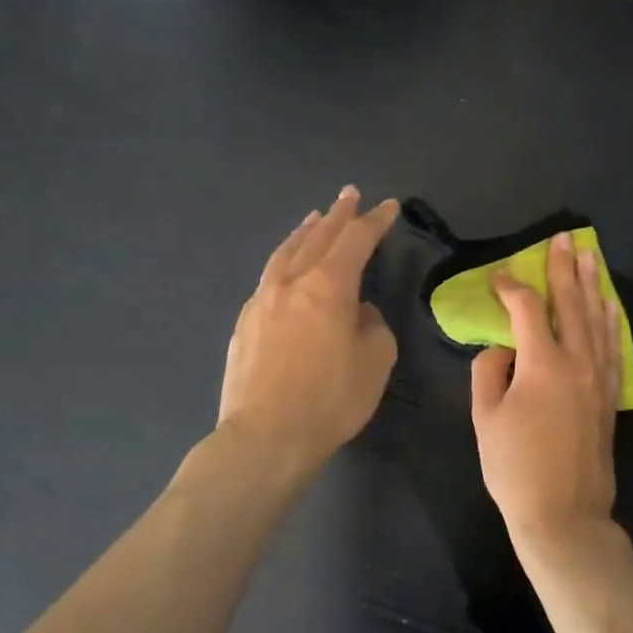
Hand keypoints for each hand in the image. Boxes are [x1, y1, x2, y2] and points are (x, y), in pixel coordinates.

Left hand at [219, 186, 399, 477]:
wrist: (265, 436)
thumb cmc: (330, 400)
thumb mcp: (375, 362)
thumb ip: (372, 326)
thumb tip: (358, 312)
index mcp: (329, 286)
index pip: (356, 241)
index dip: (375, 222)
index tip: (388, 206)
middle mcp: (292, 283)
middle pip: (318, 237)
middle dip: (338, 215)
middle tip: (349, 195)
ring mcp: (262, 300)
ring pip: (286, 253)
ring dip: (305, 232)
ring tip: (315, 219)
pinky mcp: (244, 322)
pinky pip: (269, 276)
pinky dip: (285, 260)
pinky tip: (287, 268)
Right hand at [471, 232, 631, 583]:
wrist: (564, 514)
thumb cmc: (515, 468)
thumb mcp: (485, 419)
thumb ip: (488, 372)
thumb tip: (500, 348)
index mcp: (543, 364)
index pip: (528, 310)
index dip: (512, 288)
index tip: (498, 278)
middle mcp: (578, 362)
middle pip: (572, 304)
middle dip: (564, 268)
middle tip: (564, 237)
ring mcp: (600, 379)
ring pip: (598, 320)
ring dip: (591, 286)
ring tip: (589, 256)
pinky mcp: (610, 397)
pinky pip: (614, 349)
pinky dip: (611, 323)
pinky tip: (610, 306)